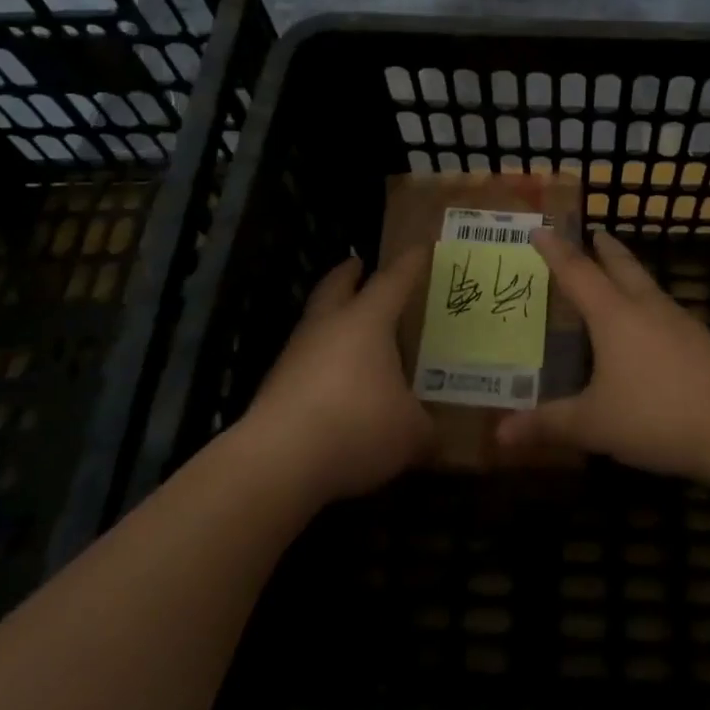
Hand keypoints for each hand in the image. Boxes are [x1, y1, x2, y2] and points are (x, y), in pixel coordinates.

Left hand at [240, 251, 434, 504]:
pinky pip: (304, 361)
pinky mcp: (275, 387)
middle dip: (349, 273)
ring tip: (352, 329)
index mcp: (367, 320)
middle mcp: (329, 326)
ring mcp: (296, 355)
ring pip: (315, 322)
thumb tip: (435, 437)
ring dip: (331, 318)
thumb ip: (426, 429)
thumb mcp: (410, 432)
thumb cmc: (356, 425)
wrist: (278, 461)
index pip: (393, 280)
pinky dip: (321, 361)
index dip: (410, 264)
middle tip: (359, 265)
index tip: (420, 248)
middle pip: (336, 285)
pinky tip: (335, 382)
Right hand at [495, 228, 709, 479]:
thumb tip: (499, 435)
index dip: (556, 250)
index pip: (577, 272)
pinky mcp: (703, 343)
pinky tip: (651, 330)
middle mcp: (646, 307)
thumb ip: (549, 425)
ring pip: (648, 286)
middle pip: (622, 265)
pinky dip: (649, 307)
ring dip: (630, 274)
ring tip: (618, 277)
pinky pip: (666, 312)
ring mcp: (680, 322)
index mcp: (614, 315)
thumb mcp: (595, 424)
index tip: (541, 227)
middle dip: (604, 248)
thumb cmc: (658, 414)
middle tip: (593, 233)